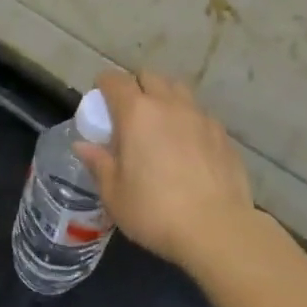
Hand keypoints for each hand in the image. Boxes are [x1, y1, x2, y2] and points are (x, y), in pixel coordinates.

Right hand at [75, 70, 255, 273]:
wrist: (217, 229)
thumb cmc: (154, 211)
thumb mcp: (114, 193)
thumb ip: (99, 163)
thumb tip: (83, 146)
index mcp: (136, 113)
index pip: (115, 81)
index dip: (104, 85)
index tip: (99, 100)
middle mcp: (170, 105)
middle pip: (150, 77)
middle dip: (136, 87)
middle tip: (128, 114)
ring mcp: (201, 118)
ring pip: (179, 91)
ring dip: (165, 99)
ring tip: (160, 126)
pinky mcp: (224, 135)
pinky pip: (200, 115)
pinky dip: (188, 121)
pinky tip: (187, 148)